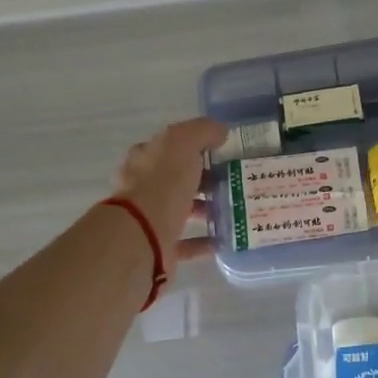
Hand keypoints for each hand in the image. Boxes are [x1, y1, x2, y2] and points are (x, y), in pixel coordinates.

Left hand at [112, 117, 227, 270]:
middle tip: (234, 180)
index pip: (170, 147)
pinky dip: (204, 241)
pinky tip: (224, 238)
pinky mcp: (159, 246)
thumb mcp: (183, 143)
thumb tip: (220, 131)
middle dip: (203, 178)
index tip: (221, 151)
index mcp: (145, 159)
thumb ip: (202, 131)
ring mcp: (150, 218)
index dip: (194, 146)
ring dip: (206, 208)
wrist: (143, 235)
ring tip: (234, 208)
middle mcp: (143, 187)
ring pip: (182, 209)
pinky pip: (186, 243)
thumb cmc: (162, 183)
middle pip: (177, 178)